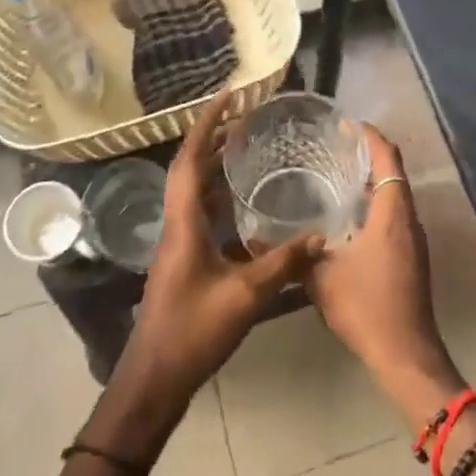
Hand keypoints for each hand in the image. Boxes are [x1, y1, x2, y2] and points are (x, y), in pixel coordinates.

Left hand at [116, 90, 322, 416]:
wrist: (154, 380)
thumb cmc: (193, 332)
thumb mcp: (245, 297)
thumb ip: (283, 264)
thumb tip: (320, 236)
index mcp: (184, 223)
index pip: (190, 159)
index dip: (207, 123)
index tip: (228, 96)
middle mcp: (177, 224)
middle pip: (189, 168)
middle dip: (213, 137)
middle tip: (244, 117)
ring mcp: (178, 243)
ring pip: (193, 190)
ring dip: (215, 164)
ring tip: (245, 147)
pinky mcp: (184, 259)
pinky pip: (200, 212)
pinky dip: (219, 195)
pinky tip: (243, 202)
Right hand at [307, 127, 454, 397]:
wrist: (405, 355)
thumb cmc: (366, 309)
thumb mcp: (322, 279)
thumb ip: (295, 254)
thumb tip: (258, 236)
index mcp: (392, 213)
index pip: (387, 158)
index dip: (370, 136)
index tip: (347, 124)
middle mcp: (408, 219)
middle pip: (393, 172)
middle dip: (368, 154)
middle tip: (334, 147)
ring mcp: (413, 239)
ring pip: (395, 195)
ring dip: (372, 180)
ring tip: (336, 175)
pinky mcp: (412, 257)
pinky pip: (395, 215)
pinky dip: (375, 204)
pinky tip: (348, 216)